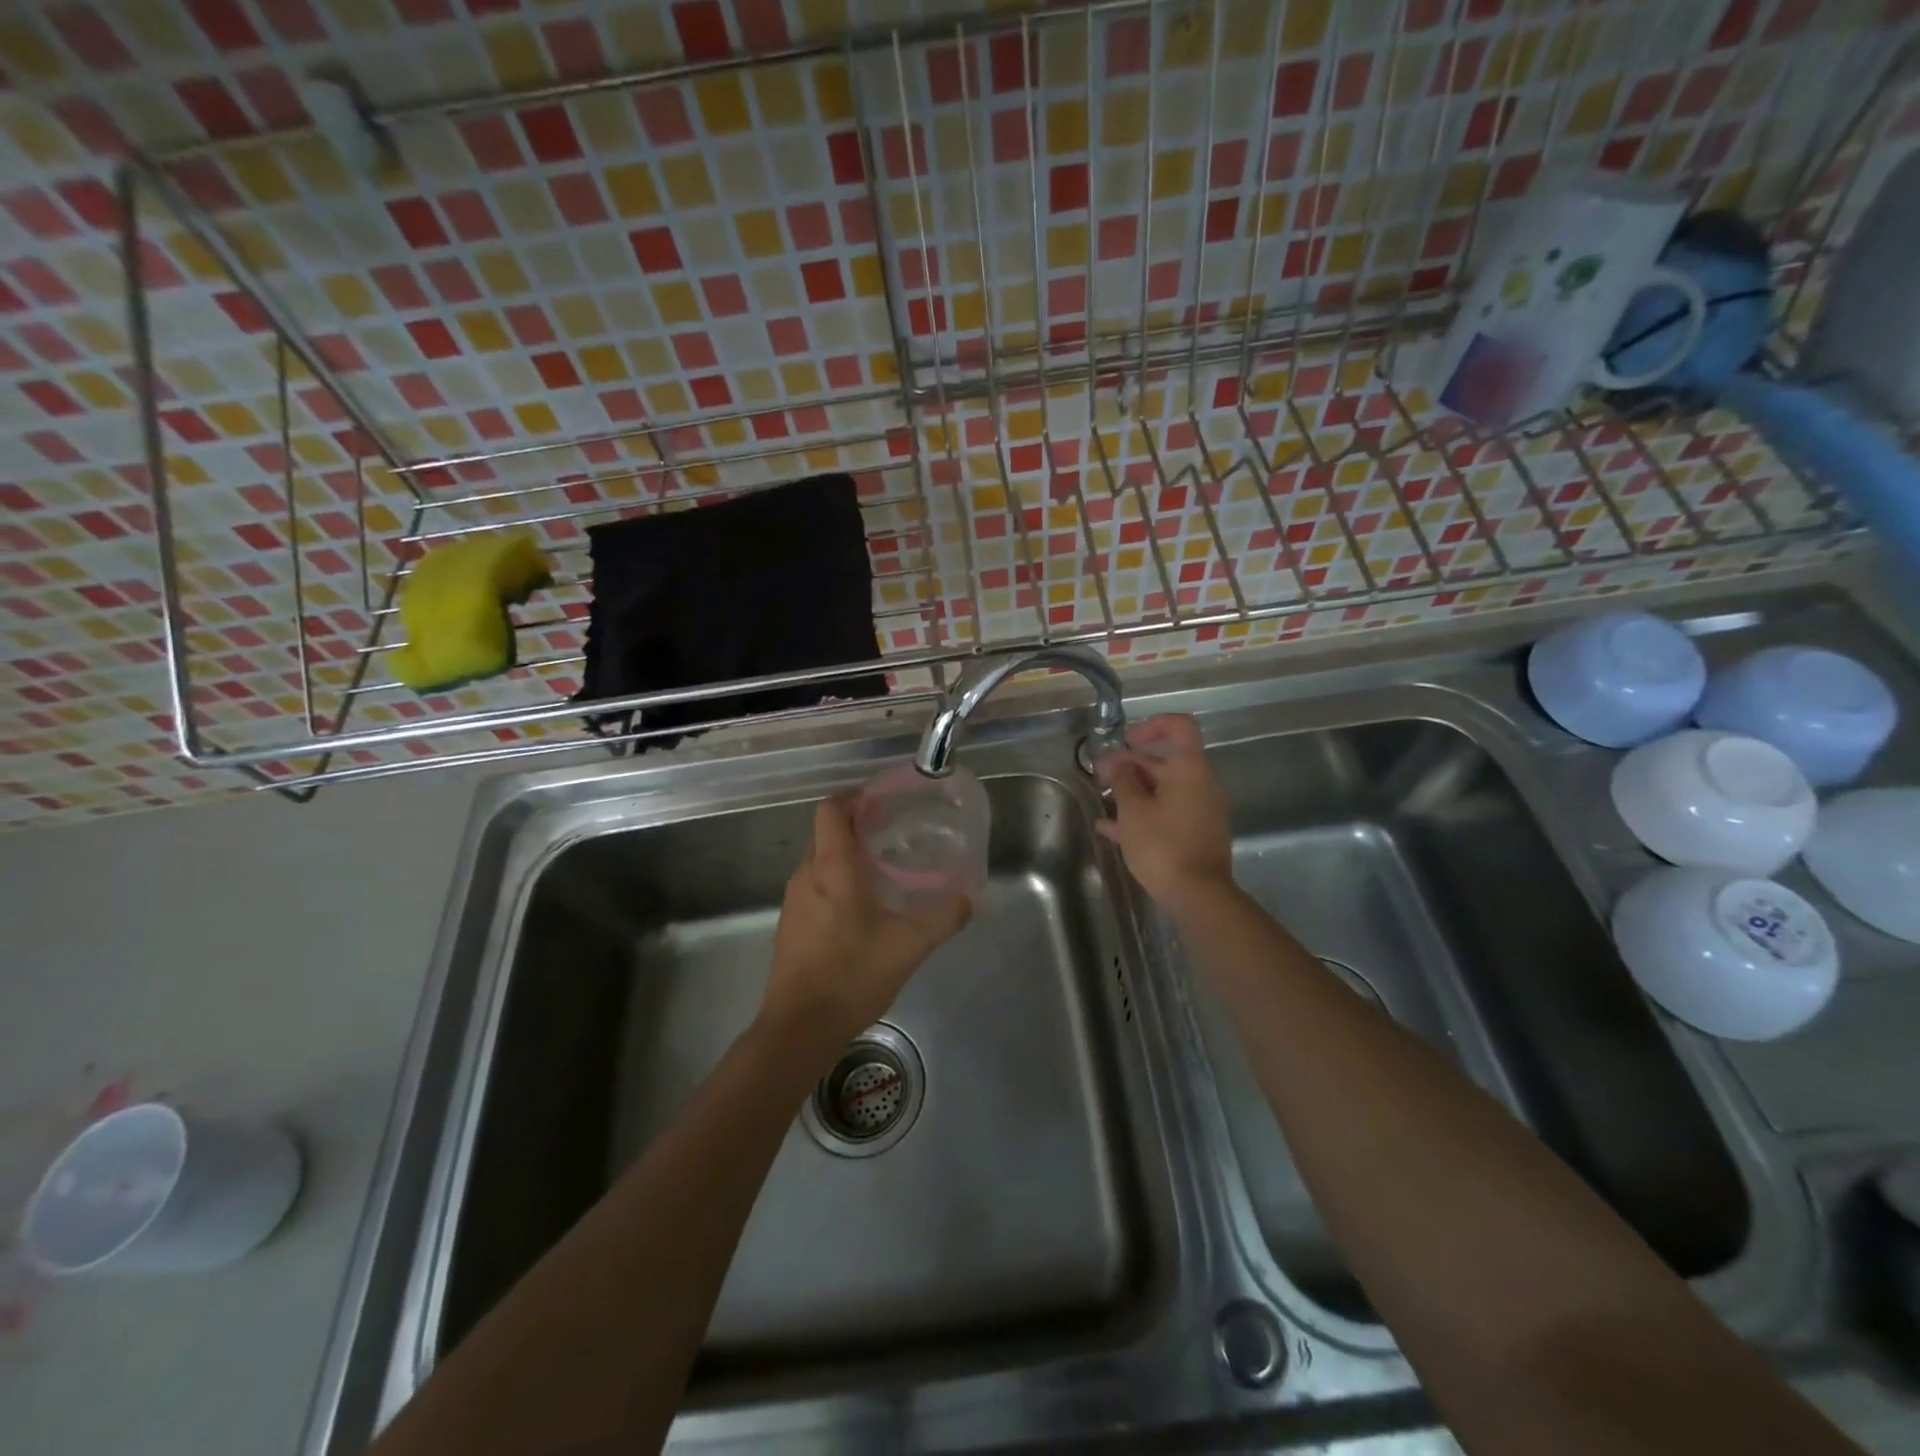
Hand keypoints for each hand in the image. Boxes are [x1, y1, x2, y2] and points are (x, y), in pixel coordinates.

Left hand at [763, 794, 971, 1050]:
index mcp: (832, 868)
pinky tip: (863, 909)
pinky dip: (838, 882)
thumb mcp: (909, 946)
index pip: (832, 809)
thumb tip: (972, 896)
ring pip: (821, 861)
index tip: (884, 800)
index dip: (856, 797)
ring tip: (885, 869)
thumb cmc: (852, 976)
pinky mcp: (791, 925)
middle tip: (895, 833)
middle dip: (859, 826)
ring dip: (849, 856)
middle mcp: (806, 875)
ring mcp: (794, 901)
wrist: (799, 1029)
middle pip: (828, 832)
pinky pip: (815, 887)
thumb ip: (943, 916)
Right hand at [1095, 714, 1234, 913]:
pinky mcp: (1195, 835)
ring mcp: (1200, 811)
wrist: (1198, 896)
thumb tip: (1117, 763)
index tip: (1126, 741)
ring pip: (1163, 790)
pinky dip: (1143, 815)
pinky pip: (1167, 813)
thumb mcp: (1133, 812)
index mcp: (1190, 770)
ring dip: (1133, 791)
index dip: (1152, 726)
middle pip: (1165, 762)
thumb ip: (1123, 781)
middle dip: (1131, 765)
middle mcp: (1200, 785)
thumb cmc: (1163, 846)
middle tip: (1101, 775)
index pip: (1180, 727)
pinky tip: (1110, 829)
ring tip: (1103, 800)